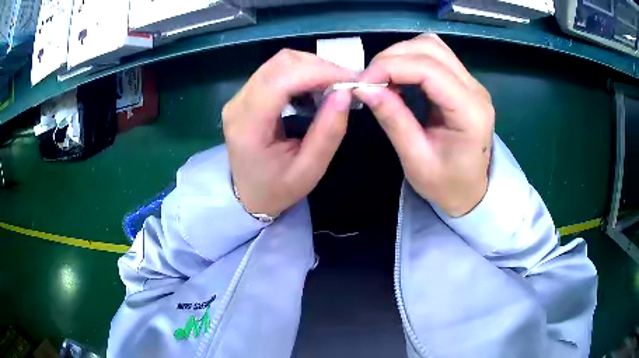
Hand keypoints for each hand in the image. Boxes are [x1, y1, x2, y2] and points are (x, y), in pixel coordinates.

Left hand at [223, 49, 353, 216]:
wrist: (249, 195)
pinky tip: (315, 87)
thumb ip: (328, 132)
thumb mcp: (310, 170)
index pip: (281, 80)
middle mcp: (237, 104)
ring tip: (333, 86)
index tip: (350, 79)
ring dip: (311, 67)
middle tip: (345, 83)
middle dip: (318, 66)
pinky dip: (301, 72)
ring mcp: (239, 97)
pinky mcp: (246, 94)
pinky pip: (276, 70)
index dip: (318, 72)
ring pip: (279, 62)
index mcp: (248, 126)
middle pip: (280, 64)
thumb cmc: (278, 188)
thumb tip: (345, 92)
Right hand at [354, 34, 493, 216]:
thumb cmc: (446, 184)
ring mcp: (472, 83)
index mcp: (470, 113)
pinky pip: (436, 56)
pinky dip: (410, 59)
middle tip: (369, 80)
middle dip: (392, 57)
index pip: (429, 70)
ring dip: (401, 54)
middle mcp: (476, 90)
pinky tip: (398, 77)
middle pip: (431, 48)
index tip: (362, 83)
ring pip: (433, 46)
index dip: (390, 67)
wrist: (470, 192)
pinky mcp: (465, 83)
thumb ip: (393, 119)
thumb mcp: (415, 159)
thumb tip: (362, 88)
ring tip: (383, 78)